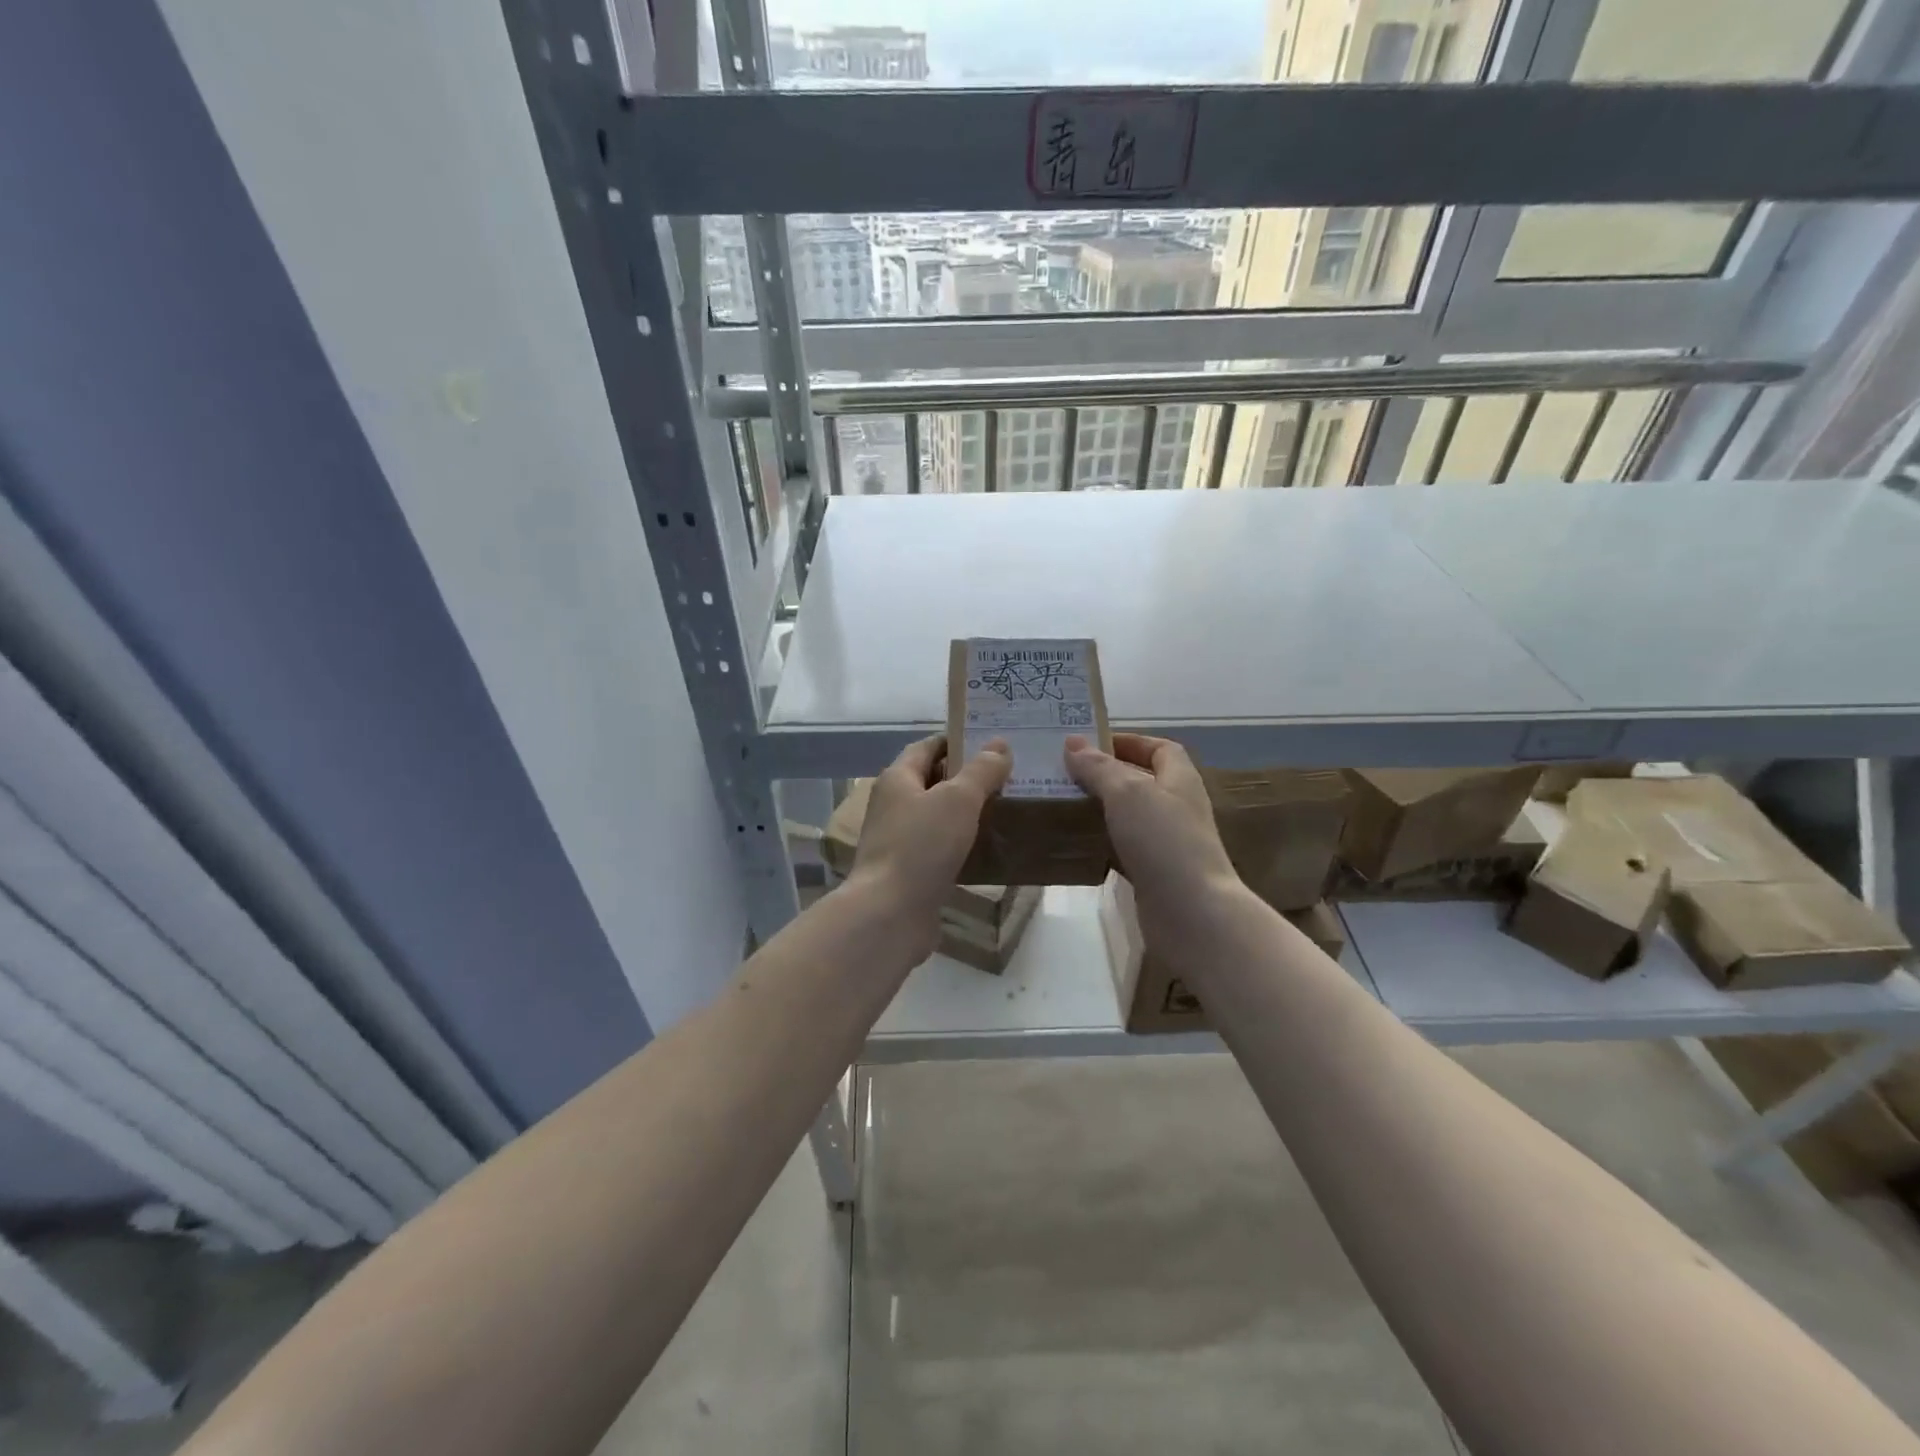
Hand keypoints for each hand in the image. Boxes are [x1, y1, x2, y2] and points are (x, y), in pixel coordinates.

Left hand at [848, 735, 1010, 949]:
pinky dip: (965, 845)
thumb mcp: (958, 799)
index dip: (957, 740)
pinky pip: (943, 849)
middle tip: (1011, 775)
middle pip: (934, 781)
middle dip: (969, 777)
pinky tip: (993, 849)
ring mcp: (901, 841)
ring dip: (969, 814)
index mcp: (898, 779)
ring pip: (940, 818)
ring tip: (1009, 809)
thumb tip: (999, 745)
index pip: (927, 747)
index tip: (993, 742)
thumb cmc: (921, 845)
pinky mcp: (912, 872)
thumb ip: (981, 771)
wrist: (890, 914)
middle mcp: (894, 806)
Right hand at [1065, 733, 1240, 935]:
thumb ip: (1099, 768)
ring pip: (1128, 817)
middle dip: (1105, 776)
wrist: (1192, 914)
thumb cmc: (1163, 841)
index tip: (1092, 743)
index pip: (1160, 748)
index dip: (1130, 741)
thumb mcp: (1127, 793)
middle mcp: (1176, 807)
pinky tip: (1074, 844)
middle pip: (1141, 781)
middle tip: (1065, 774)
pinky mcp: (1154, 874)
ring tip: (1061, 804)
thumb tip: (1073, 742)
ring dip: (1099, 810)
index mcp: (1179, 780)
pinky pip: (1123, 850)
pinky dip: (1101, 845)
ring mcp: (1166, 843)